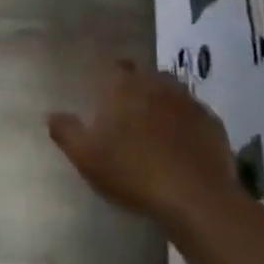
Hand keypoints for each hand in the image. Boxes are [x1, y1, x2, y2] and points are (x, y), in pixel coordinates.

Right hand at [48, 58, 241, 225]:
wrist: (194, 197)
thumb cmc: (132, 172)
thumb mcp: (86, 156)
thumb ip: (66, 132)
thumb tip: (50, 114)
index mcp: (124, 86)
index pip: (117, 66)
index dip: (112, 77)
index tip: (107, 92)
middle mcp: (158, 85)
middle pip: (147, 76)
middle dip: (139, 87)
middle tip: (130, 111)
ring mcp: (189, 102)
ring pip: (173, 92)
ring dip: (164, 103)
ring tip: (157, 126)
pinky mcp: (213, 124)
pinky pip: (196, 116)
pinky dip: (188, 124)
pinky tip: (184, 145)